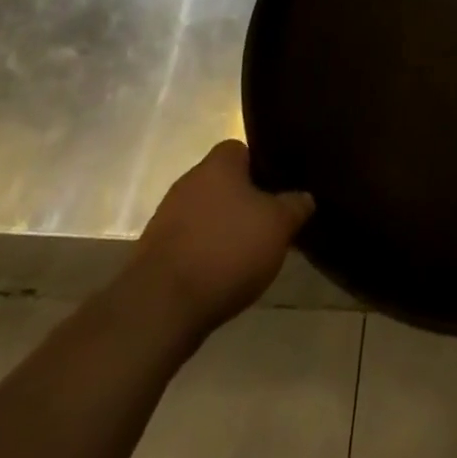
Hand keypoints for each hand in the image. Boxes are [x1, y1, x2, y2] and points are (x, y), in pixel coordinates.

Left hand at [127, 140, 312, 341]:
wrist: (160, 308)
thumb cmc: (226, 250)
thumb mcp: (278, 226)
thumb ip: (295, 205)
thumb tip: (305, 196)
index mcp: (218, 163)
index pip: (242, 149)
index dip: (261, 167)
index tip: (277, 190)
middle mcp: (189, 180)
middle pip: (222, 183)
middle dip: (242, 201)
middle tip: (264, 224)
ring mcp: (166, 217)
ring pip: (204, 214)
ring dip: (220, 230)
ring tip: (243, 256)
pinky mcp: (152, 253)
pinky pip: (187, 244)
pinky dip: (201, 256)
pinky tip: (217, 278)